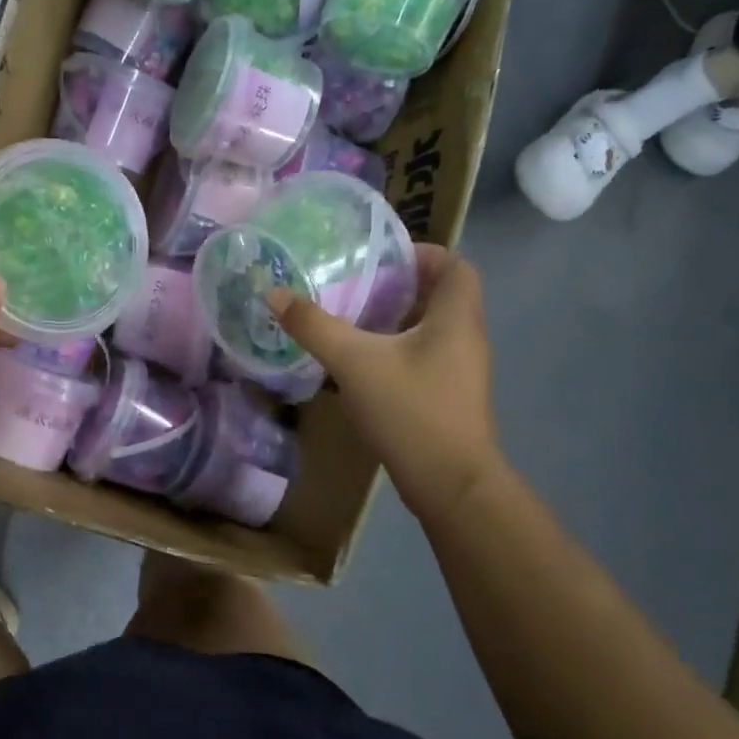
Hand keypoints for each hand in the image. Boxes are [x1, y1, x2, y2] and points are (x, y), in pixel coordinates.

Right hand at [271, 244, 500, 518]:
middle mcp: (464, 337)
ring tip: (345, 316)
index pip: (453, 265)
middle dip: (394, 285)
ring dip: (390, 319)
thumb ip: (313, 326)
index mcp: (455, 317)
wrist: (450, 485)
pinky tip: (354, 362)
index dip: (420, 253)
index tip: (377, 256)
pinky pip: (419, 356)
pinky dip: (390, 349)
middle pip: (436, 295)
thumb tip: (274, 292)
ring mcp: (458, 370)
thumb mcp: (354, 361)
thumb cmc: (411, 410)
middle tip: (350, 283)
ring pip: (426, 328)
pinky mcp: (445, 396)